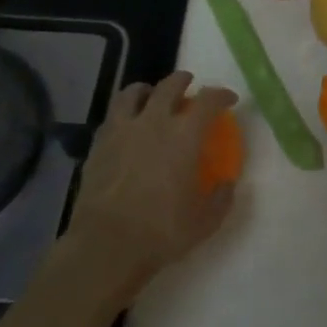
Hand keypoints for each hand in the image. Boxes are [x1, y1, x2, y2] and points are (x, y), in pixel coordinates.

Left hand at [66, 72, 238, 284]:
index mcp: (184, 136)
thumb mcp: (206, 220)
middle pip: (169, 86)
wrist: (106, 245)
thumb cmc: (162, 231)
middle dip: (182, 81)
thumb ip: (222, 197)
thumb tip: (227, 184)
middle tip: (189, 85)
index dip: (221, 95)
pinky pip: (111, 118)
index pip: (208, 100)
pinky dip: (123, 114)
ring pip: (132, 93)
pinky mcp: (98, 146)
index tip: (229, 100)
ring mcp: (121, 131)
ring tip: (150, 95)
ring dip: (146, 89)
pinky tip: (126, 126)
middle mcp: (153, 123)